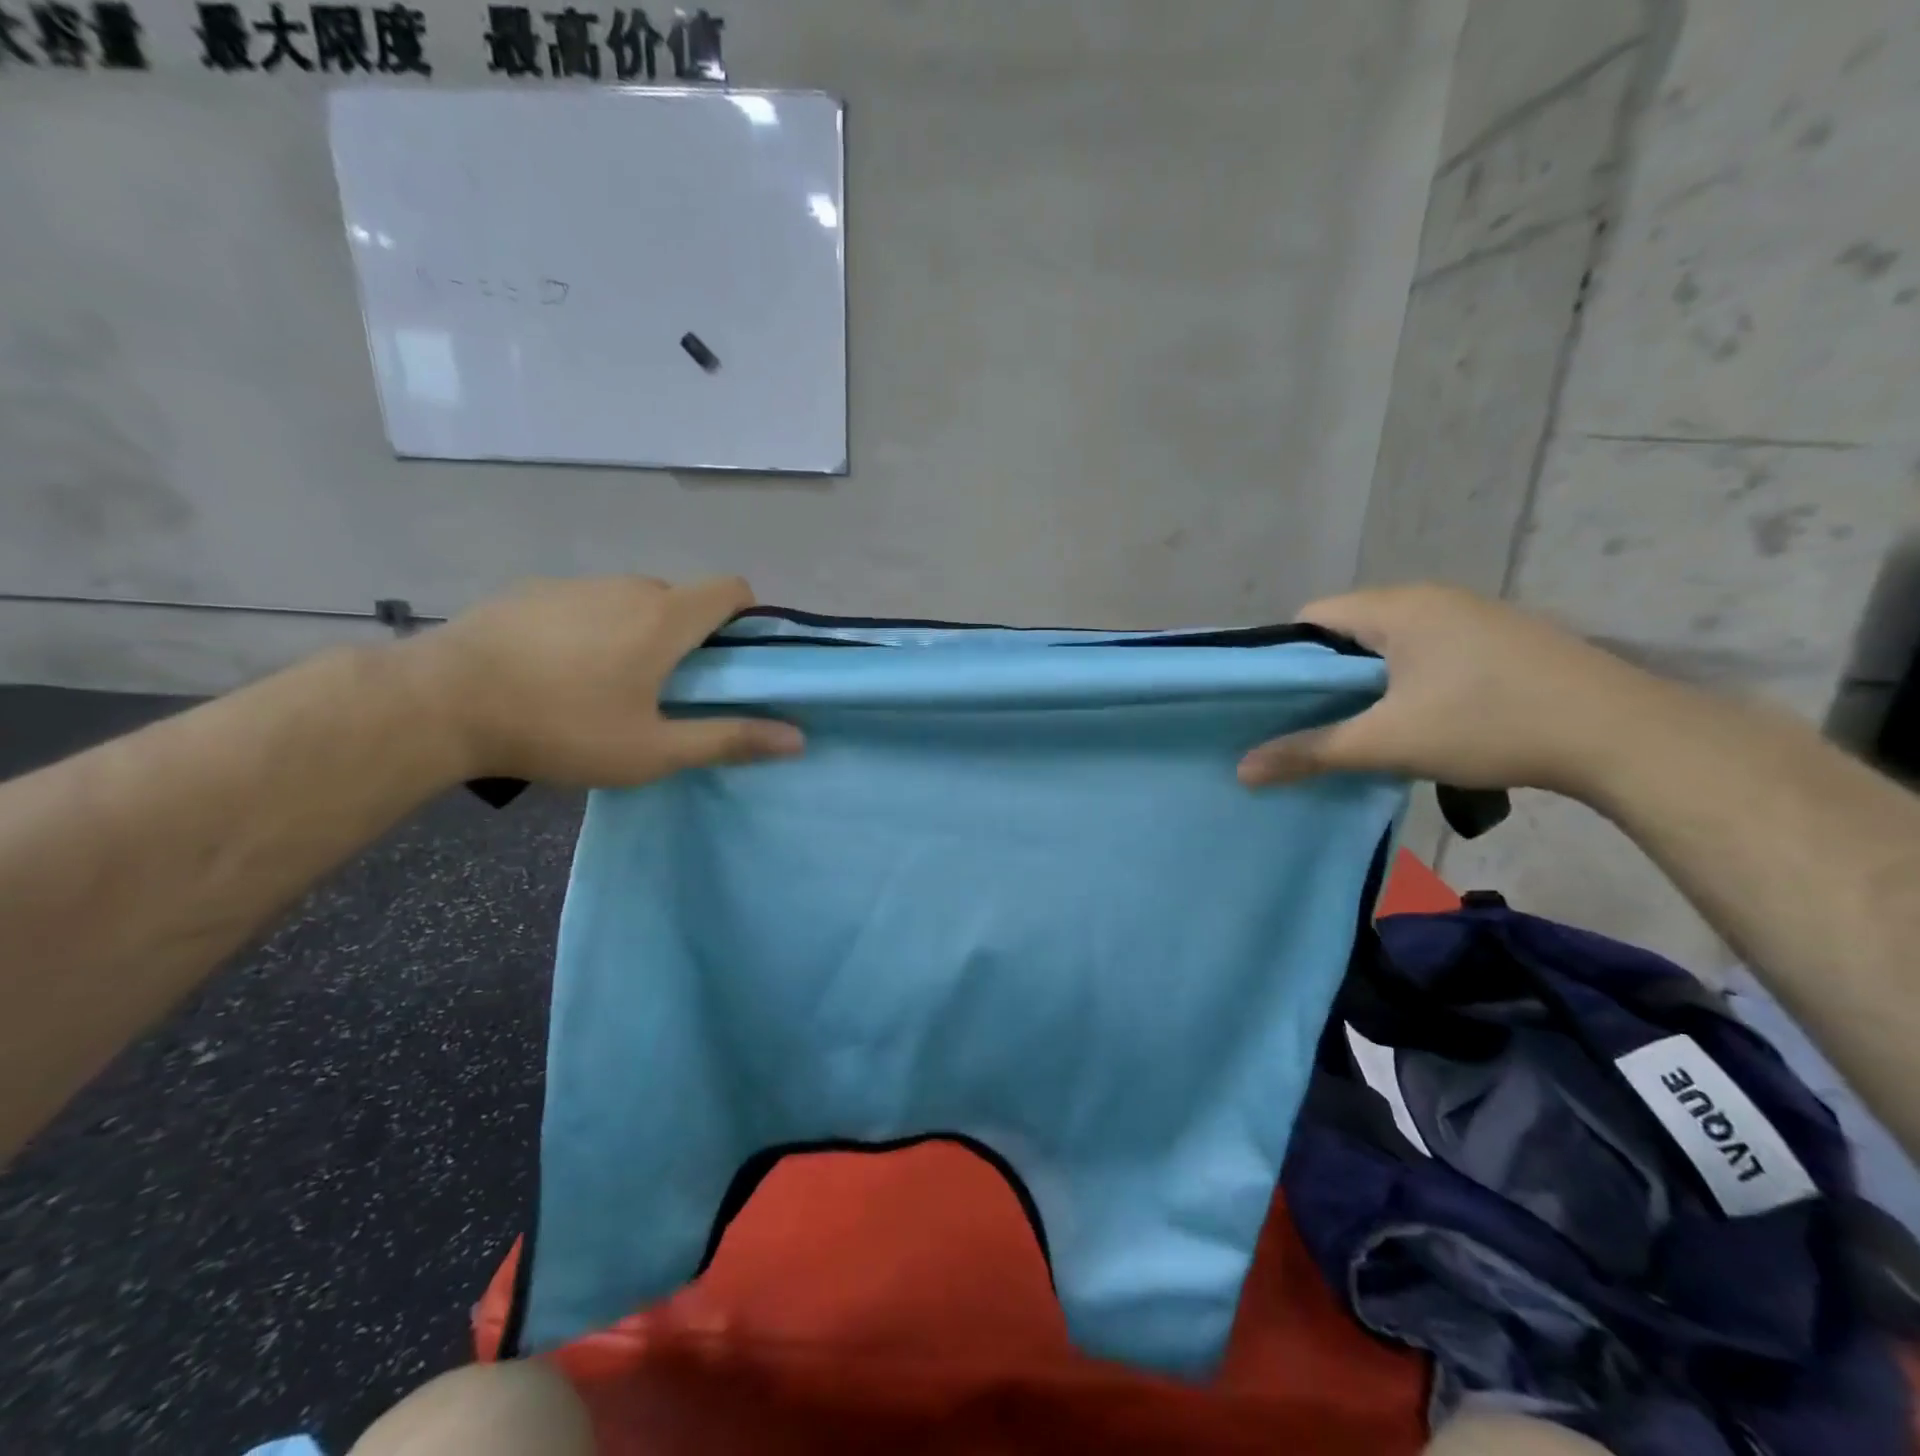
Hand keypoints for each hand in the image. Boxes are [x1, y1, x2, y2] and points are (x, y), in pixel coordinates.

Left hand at [405, 575, 803, 786]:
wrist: (439, 704)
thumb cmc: (561, 727)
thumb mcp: (653, 750)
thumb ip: (728, 740)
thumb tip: (797, 739)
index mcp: (666, 617)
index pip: (732, 588)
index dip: (745, 617)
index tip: (733, 659)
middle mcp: (628, 586)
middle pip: (682, 599)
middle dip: (690, 637)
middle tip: (668, 691)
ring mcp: (576, 584)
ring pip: (631, 601)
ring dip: (639, 633)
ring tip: (606, 686)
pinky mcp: (532, 591)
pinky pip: (586, 603)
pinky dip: (592, 629)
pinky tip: (556, 672)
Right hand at [1237, 584, 1658, 795]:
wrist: (1624, 735)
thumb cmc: (1490, 725)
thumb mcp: (1388, 743)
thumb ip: (1311, 752)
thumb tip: (1241, 770)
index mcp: (1396, 607)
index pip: (1311, 618)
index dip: (1286, 659)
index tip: (1280, 704)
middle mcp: (1430, 597)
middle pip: (1348, 629)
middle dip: (1325, 675)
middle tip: (1313, 723)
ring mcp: (1471, 615)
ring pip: (1389, 642)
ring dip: (1367, 681)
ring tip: (1363, 726)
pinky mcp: (1500, 638)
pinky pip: (1426, 650)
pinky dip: (1405, 680)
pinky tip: (1419, 719)